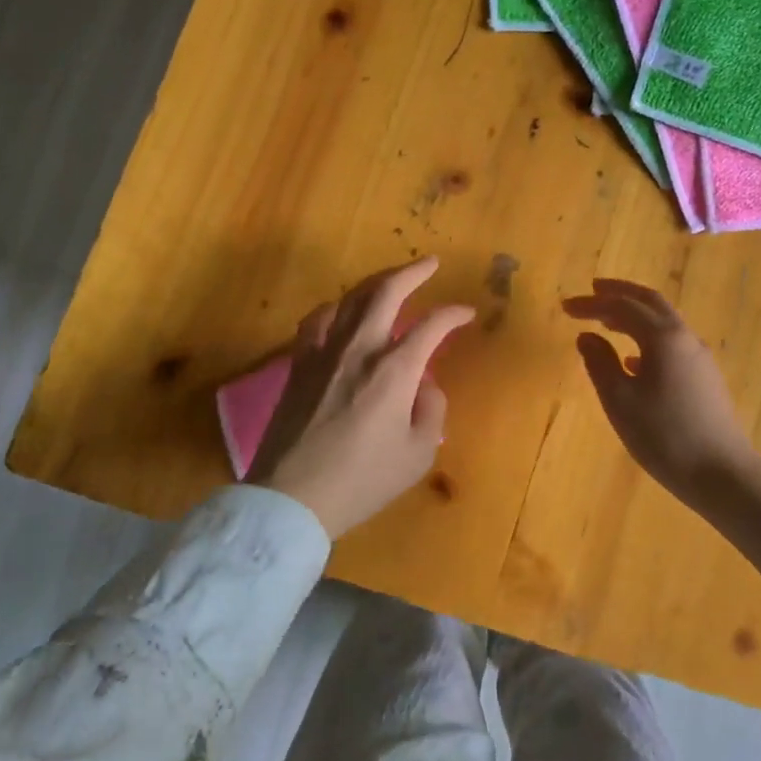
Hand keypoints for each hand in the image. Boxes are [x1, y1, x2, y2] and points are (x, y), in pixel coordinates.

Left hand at [250, 257, 473, 538]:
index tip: (466, 313)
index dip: (453, 315)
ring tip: (390, 282)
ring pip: (349, 300)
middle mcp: (359, 349)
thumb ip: (431, 411)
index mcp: (394, 371)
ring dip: (375, 284)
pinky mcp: (299, 366)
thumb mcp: (417, 455)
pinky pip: (316, 322)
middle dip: (412, 272)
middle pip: (386, 293)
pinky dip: (334, 309)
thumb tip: (424, 385)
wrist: (293, 497)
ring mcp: (324, 353)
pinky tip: (339, 312)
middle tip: (429, 263)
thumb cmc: (363, 480)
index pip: (431, 326)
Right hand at [564, 277, 760, 606]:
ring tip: (607, 321)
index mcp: (663, 337)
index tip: (565, 306)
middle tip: (593, 290)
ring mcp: (699, 358)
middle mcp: (685, 338)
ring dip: (634, 315)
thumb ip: (599, 363)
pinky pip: (672, 344)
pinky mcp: (705, 378)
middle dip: (620, 293)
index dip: (592, 303)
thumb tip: (586, 337)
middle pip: (650, 302)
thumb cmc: (664, 436)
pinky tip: (633, 360)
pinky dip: (647, 338)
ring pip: (664, 322)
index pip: (622, 307)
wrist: (722, 474)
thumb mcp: (620, 401)